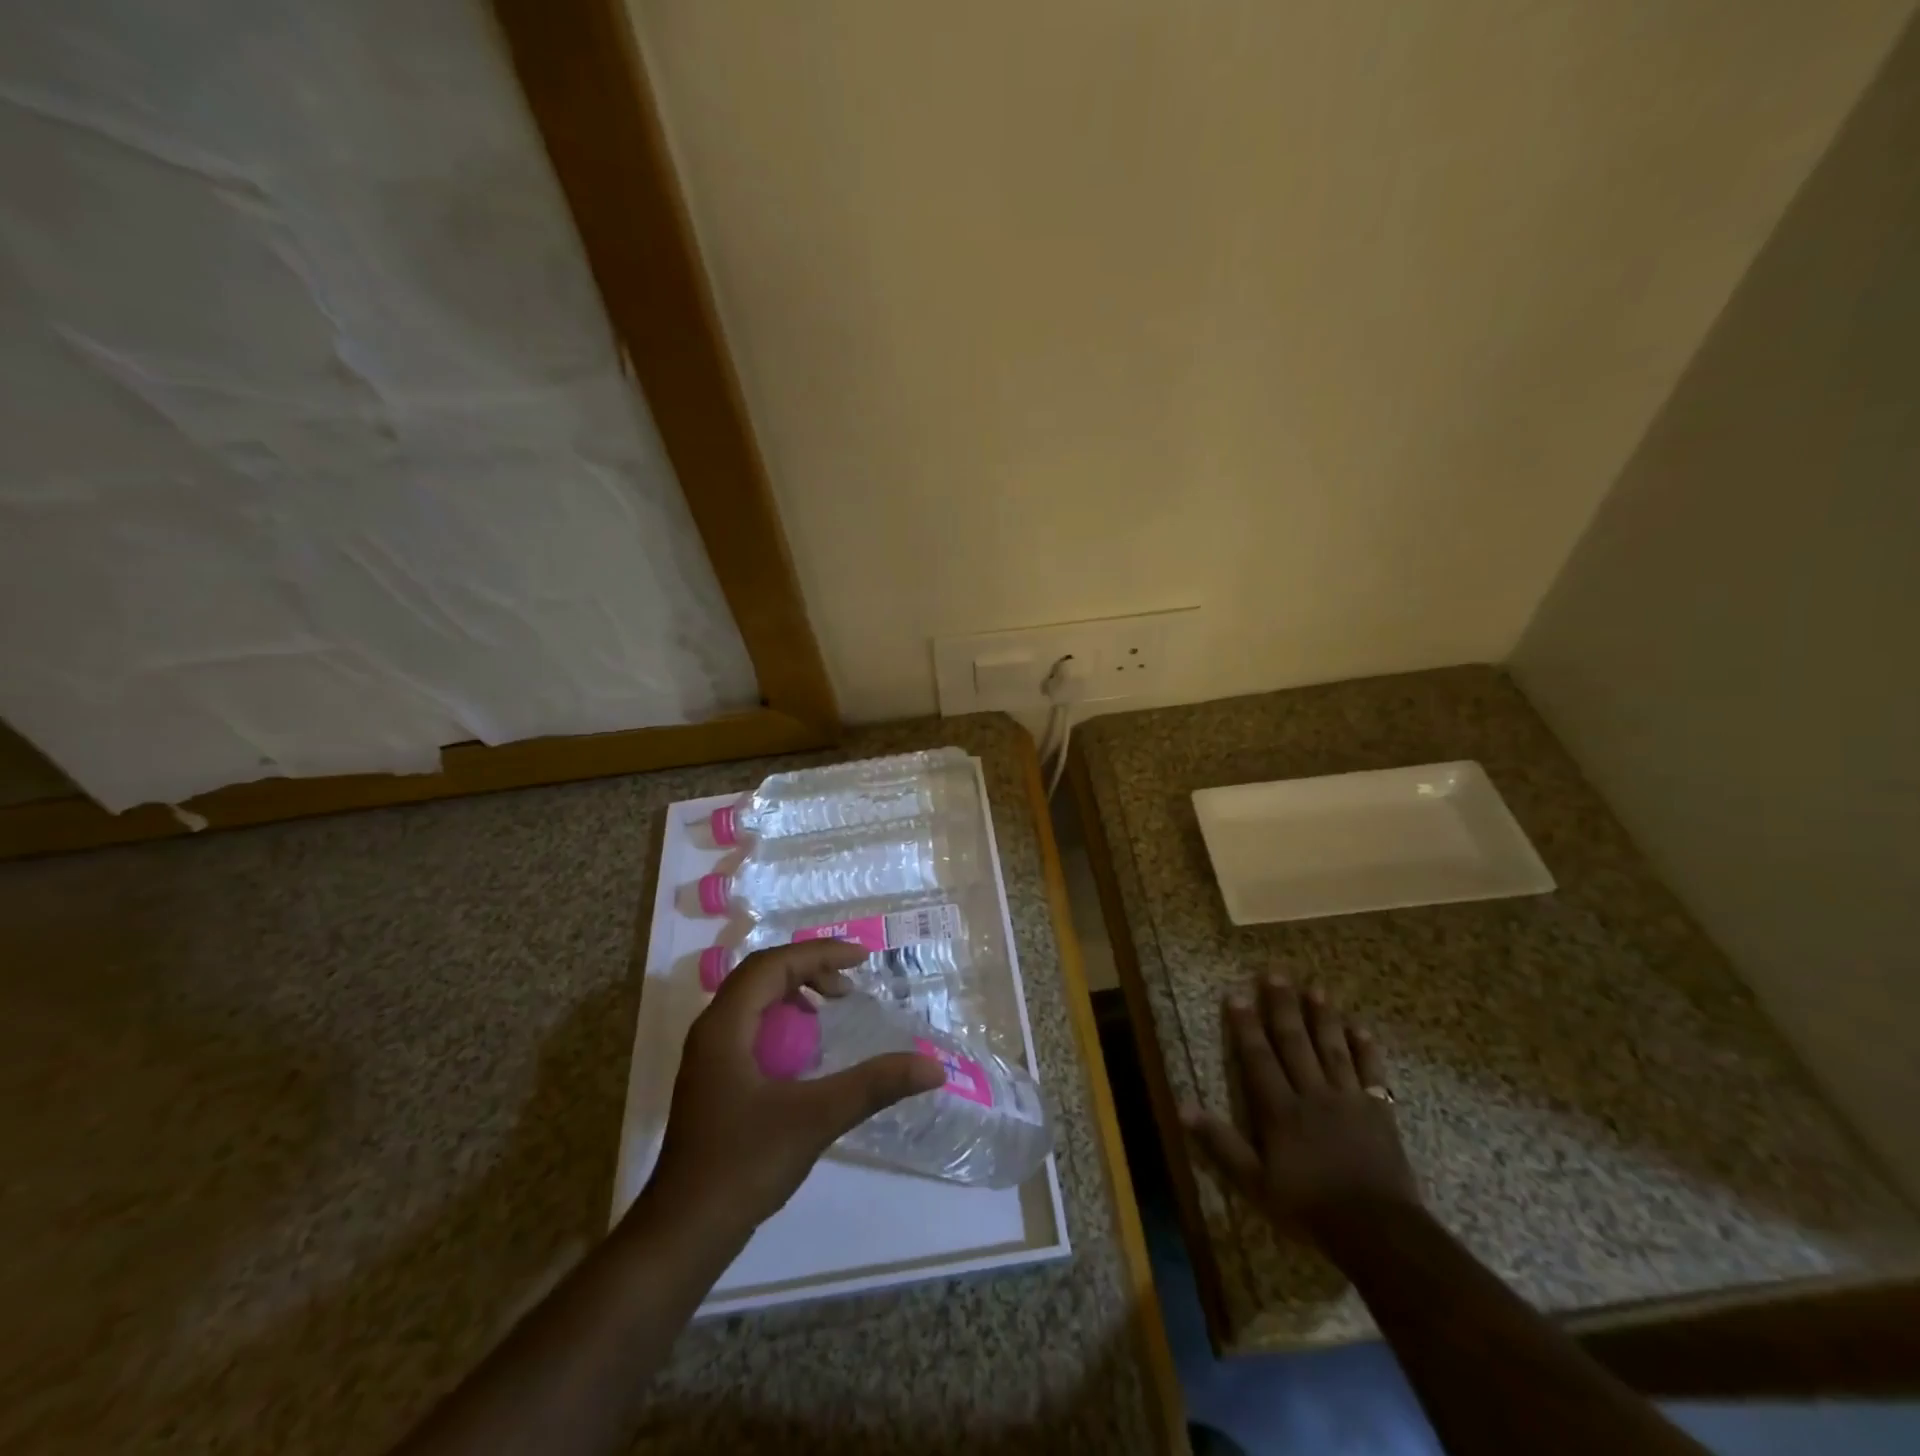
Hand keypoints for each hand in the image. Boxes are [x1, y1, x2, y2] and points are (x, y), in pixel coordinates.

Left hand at [643, 940, 943, 1233]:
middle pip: (760, 976)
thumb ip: (873, 1086)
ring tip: (832, 1007)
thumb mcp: (815, 1119)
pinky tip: (806, 1052)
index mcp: (724, 1026)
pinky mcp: (713, 1082)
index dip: (819, 954)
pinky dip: (782, 1021)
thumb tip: (932, 1067)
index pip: (772, 965)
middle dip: (808, 969)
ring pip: (752, 1001)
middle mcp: (711, 1031)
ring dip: (794, 993)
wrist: (682, 1234)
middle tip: (850, 983)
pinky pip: (749, 1028)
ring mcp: (708, 1059)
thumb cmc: (743, 1166)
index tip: (862, 959)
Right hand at [1182, 975, 1418, 1237]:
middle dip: (1283, 1007)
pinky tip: (1361, 1029)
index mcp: (1280, 1110)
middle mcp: (1312, 1094)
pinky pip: (1371, 1074)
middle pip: (1295, 1043)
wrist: (1378, 1232)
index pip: (1258, 1058)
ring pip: (1332, 1049)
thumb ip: (1221, 1144)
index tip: (1237, 995)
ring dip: (1323, 1018)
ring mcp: (1348, 1100)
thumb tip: (1183, 1108)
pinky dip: (1366, 1050)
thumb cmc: (1310, 1208)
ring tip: (1316, 989)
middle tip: (1276, 973)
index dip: (1246, 1026)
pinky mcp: (1378, 1113)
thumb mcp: (1255, 1184)